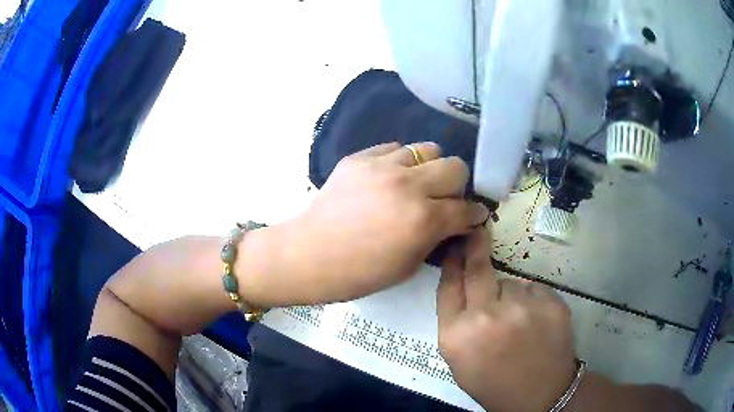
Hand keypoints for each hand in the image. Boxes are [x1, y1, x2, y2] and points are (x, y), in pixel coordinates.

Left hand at [284, 142, 488, 303]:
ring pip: (427, 149)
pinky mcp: (360, 158)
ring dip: (429, 168)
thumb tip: (458, 221)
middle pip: (455, 166)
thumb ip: (438, 237)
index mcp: (423, 220)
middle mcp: (408, 185)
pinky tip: (388, 179)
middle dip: (457, 185)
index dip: (474, 213)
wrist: (309, 255)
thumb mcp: (408, 265)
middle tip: (444, 199)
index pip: (466, 207)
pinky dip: (399, 162)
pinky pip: (393, 149)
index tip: (472, 215)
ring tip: (416, 184)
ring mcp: (382, 166)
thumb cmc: (360, 273)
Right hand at [437, 228, 576, 411]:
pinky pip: (534, 289)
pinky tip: (536, 323)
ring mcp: (522, 307)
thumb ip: (456, 323)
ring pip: (511, 284)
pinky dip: (532, 300)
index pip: (448, 287)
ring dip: (510, 295)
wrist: (540, 395)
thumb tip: (462, 284)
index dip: (451, 262)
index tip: (455, 244)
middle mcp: (486, 317)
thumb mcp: (460, 360)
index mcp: (456, 335)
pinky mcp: (550, 302)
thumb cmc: (494, 382)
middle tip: (478, 231)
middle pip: (478, 270)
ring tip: (519, 322)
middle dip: (475, 247)